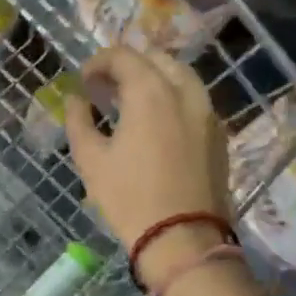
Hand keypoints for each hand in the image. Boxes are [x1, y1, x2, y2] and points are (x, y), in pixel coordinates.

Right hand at [63, 47, 233, 289]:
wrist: (183, 239)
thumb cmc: (130, 198)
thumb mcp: (90, 159)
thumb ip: (79, 120)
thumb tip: (76, 99)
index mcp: (150, 91)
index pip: (123, 56)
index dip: (98, 62)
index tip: (84, 80)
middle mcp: (184, 92)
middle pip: (156, 59)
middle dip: (128, 66)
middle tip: (106, 88)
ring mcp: (207, 112)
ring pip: (180, 77)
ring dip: (154, 79)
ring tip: (132, 102)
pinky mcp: (219, 135)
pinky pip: (194, 100)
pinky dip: (173, 98)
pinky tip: (157, 123)